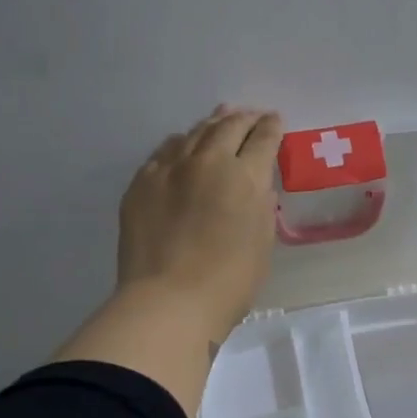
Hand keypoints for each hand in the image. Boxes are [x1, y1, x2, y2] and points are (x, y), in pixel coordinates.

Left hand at [116, 105, 282, 335]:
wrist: (169, 301)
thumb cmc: (229, 282)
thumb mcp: (262, 243)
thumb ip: (261, 208)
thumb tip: (257, 189)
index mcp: (245, 176)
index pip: (263, 139)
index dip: (272, 127)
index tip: (275, 121)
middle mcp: (208, 162)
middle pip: (228, 126)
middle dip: (245, 118)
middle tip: (252, 115)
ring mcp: (170, 169)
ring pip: (194, 133)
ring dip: (212, 125)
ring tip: (220, 120)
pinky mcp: (141, 184)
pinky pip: (164, 152)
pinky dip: (180, 144)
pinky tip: (182, 145)